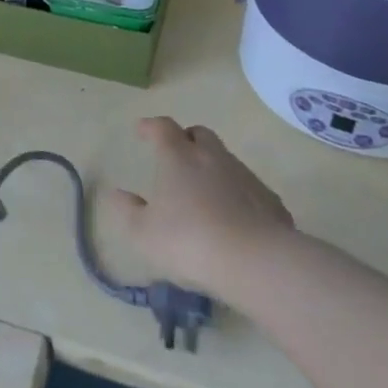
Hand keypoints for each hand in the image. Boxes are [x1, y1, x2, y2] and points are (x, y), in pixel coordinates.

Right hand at [107, 118, 294, 292]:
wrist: (257, 262)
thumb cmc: (189, 241)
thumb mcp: (143, 233)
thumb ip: (127, 211)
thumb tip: (116, 194)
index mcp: (178, 158)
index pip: (162, 128)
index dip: (151, 126)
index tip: (142, 130)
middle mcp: (212, 157)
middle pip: (200, 134)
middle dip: (186, 139)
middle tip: (176, 156)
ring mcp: (245, 176)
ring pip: (226, 159)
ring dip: (212, 166)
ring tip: (204, 192)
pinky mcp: (270, 200)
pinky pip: (248, 188)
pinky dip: (237, 193)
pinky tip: (234, 217)